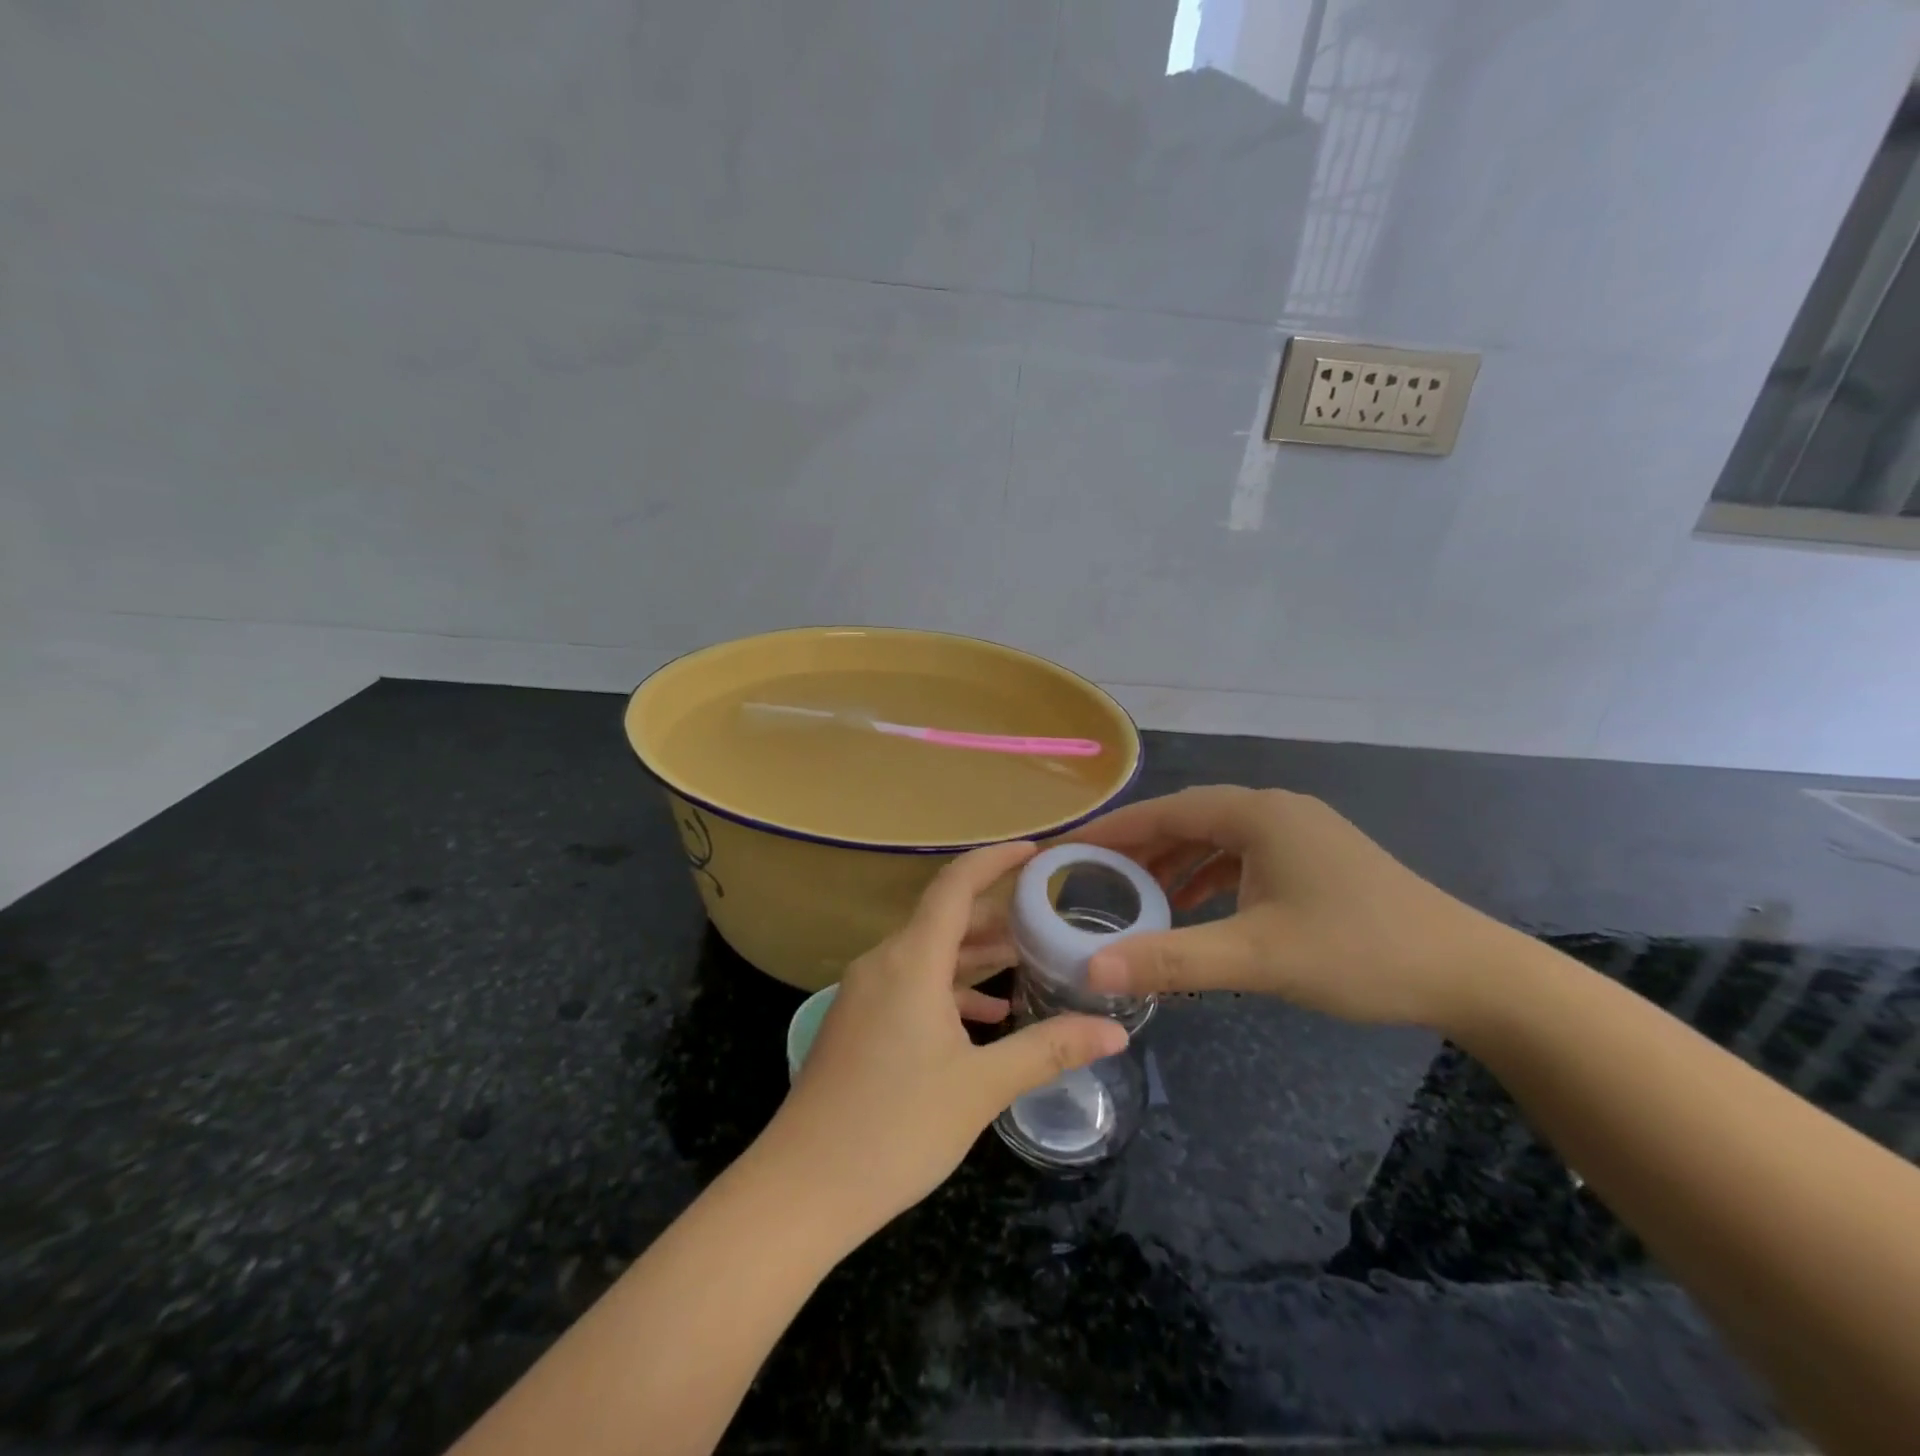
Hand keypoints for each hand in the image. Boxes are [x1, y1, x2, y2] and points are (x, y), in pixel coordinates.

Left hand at [760, 841, 1128, 1236]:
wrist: (801, 1189)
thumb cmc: (895, 1128)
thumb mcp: (981, 1088)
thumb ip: (1048, 1050)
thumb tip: (1114, 1032)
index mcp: (911, 961)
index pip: (955, 885)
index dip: (995, 860)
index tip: (1035, 851)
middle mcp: (884, 963)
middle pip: (945, 918)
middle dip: (997, 914)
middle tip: (1048, 916)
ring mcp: (865, 993)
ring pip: (929, 954)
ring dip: (976, 954)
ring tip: (1028, 961)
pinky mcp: (858, 1022)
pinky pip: (912, 984)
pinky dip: (950, 989)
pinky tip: (986, 1017)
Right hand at [1071, 785, 1515, 1029]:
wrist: (1469, 974)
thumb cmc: (1359, 952)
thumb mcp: (1257, 957)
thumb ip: (1172, 961)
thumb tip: (1091, 971)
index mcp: (1257, 814)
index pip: (1164, 811)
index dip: (1113, 831)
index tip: (1069, 850)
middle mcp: (1275, 809)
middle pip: (1188, 819)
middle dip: (1139, 847)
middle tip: (1092, 876)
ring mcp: (1299, 832)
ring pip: (1217, 837)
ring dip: (1175, 861)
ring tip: (1134, 893)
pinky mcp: (1315, 858)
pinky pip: (1244, 856)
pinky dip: (1210, 875)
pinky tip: (1195, 905)